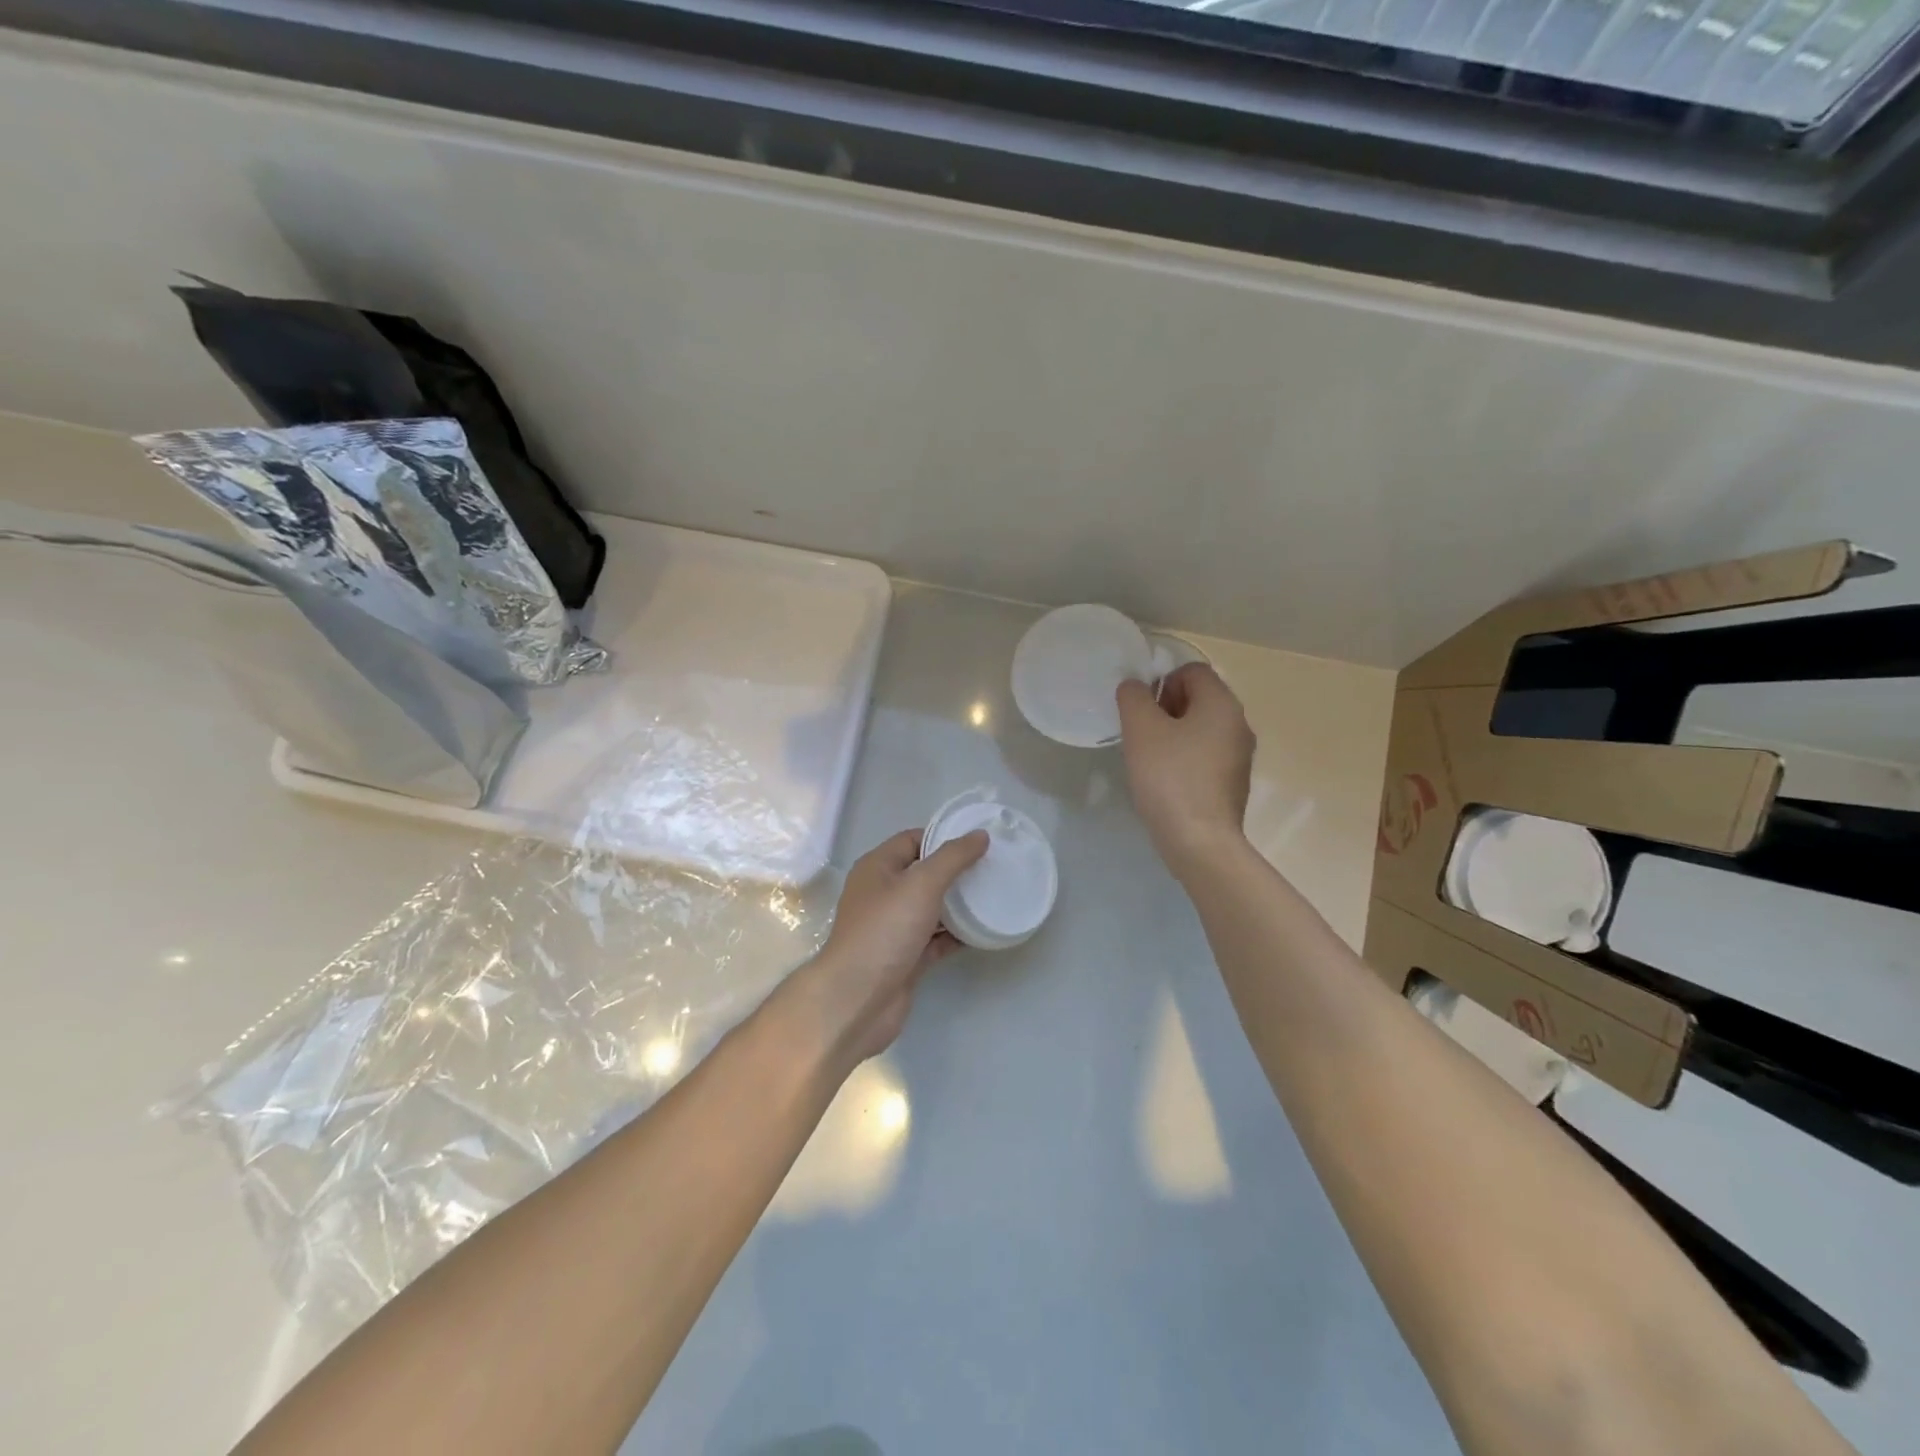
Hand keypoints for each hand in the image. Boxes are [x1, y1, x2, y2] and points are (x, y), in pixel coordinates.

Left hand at [787, 827, 988, 1069]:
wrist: (859, 998)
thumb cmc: (885, 930)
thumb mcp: (921, 883)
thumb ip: (953, 857)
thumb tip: (980, 835)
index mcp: (878, 867)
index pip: (913, 840)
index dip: (944, 837)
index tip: (979, 841)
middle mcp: (883, 894)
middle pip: (924, 874)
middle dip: (956, 871)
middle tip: (993, 867)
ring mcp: (893, 928)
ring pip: (931, 908)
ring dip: (958, 904)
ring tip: (994, 895)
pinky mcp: (905, 957)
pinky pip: (935, 939)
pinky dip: (956, 935)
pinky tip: (982, 931)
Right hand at [1116, 663, 1255, 874]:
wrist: (1200, 842)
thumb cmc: (1170, 778)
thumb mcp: (1141, 729)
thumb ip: (1134, 698)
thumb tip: (1135, 687)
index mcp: (1222, 704)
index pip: (1192, 671)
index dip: (1162, 682)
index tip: (1143, 712)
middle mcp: (1239, 724)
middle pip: (1199, 698)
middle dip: (1166, 709)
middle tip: (1143, 735)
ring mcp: (1240, 756)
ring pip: (1202, 729)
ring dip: (1174, 735)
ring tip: (1151, 760)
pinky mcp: (1234, 784)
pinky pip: (1206, 756)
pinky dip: (1186, 760)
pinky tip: (1167, 782)